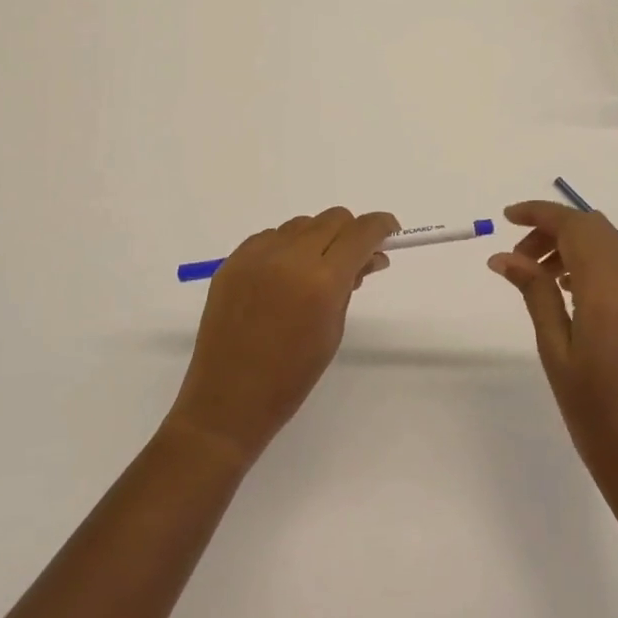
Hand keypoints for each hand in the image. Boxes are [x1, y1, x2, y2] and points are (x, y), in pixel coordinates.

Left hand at [167, 207, 398, 466]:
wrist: (228, 399)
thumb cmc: (291, 376)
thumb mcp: (332, 330)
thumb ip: (350, 285)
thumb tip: (369, 257)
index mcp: (322, 280)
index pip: (360, 232)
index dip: (380, 226)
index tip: (390, 231)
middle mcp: (289, 257)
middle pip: (332, 219)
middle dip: (350, 232)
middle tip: (354, 258)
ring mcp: (257, 255)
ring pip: (301, 225)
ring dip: (317, 239)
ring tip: (315, 272)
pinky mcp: (233, 260)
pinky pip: (270, 237)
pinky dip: (286, 247)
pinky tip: (283, 276)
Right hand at [488, 201, 617, 509]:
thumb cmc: (594, 415)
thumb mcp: (555, 352)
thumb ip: (535, 294)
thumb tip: (504, 256)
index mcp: (608, 293)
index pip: (575, 228)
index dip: (540, 213)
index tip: (507, 217)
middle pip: (594, 228)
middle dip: (553, 227)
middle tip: (518, 254)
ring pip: (611, 244)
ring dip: (574, 243)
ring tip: (539, 273)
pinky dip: (593, 260)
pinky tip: (569, 289)